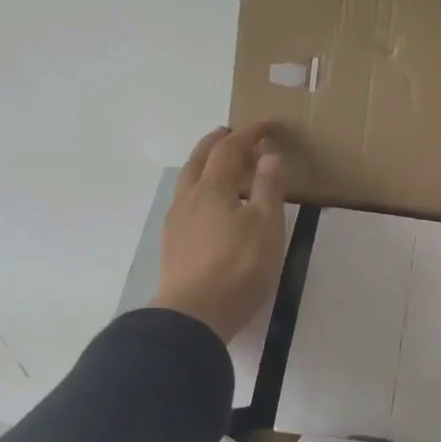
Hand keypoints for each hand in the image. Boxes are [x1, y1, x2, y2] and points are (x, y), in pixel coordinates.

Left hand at [154, 124, 286, 342]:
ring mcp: (175, 223)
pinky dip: (199, 192)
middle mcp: (188, 198)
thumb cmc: (239, 267)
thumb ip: (267, 187)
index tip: (266, 127)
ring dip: (204, 167)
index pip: (229, 149)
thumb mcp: (266, 225)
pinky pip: (185, 205)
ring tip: (220, 170)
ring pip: (188, 183)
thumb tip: (268, 155)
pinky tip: (207, 210)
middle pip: (199, 160)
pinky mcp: (172, 246)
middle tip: (230, 135)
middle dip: (216, 143)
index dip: (248, 134)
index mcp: (212, 187)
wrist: (195, 314)